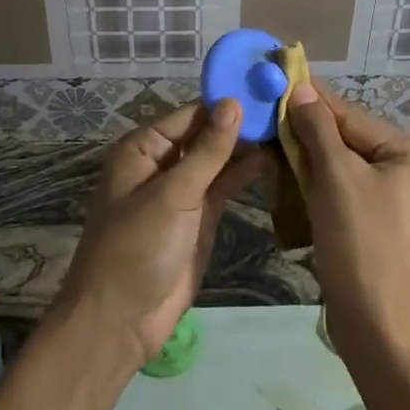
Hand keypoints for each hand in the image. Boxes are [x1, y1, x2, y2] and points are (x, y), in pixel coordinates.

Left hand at [56, 99, 270, 368]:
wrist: (121, 321)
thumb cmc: (137, 247)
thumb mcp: (173, 194)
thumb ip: (207, 150)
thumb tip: (234, 103)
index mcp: (142, 148)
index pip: (190, 115)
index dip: (225, 103)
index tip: (266, 88)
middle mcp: (162, 163)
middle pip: (205, 134)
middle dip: (240, 123)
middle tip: (287, 105)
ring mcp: (182, 191)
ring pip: (218, 159)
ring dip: (246, 147)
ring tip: (288, 126)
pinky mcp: (200, 216)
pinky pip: (224, 186)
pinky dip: (245, 173)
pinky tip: (274, 158)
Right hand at [286, 79, 409, 361]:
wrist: (382, 333)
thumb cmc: (364, 246)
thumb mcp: (337, 178)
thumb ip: (318, 129)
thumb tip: (302, 89)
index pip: (353, 117)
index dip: (312, 102)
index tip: (277, 79)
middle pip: (350, 142)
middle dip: (308, 135)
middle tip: (266, 117)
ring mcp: (401, 203)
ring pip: (345, 169)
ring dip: (309, 162)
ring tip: (271, 145)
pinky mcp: (384, 228)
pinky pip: (348, 194)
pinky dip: (320, 188)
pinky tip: (290, 181)